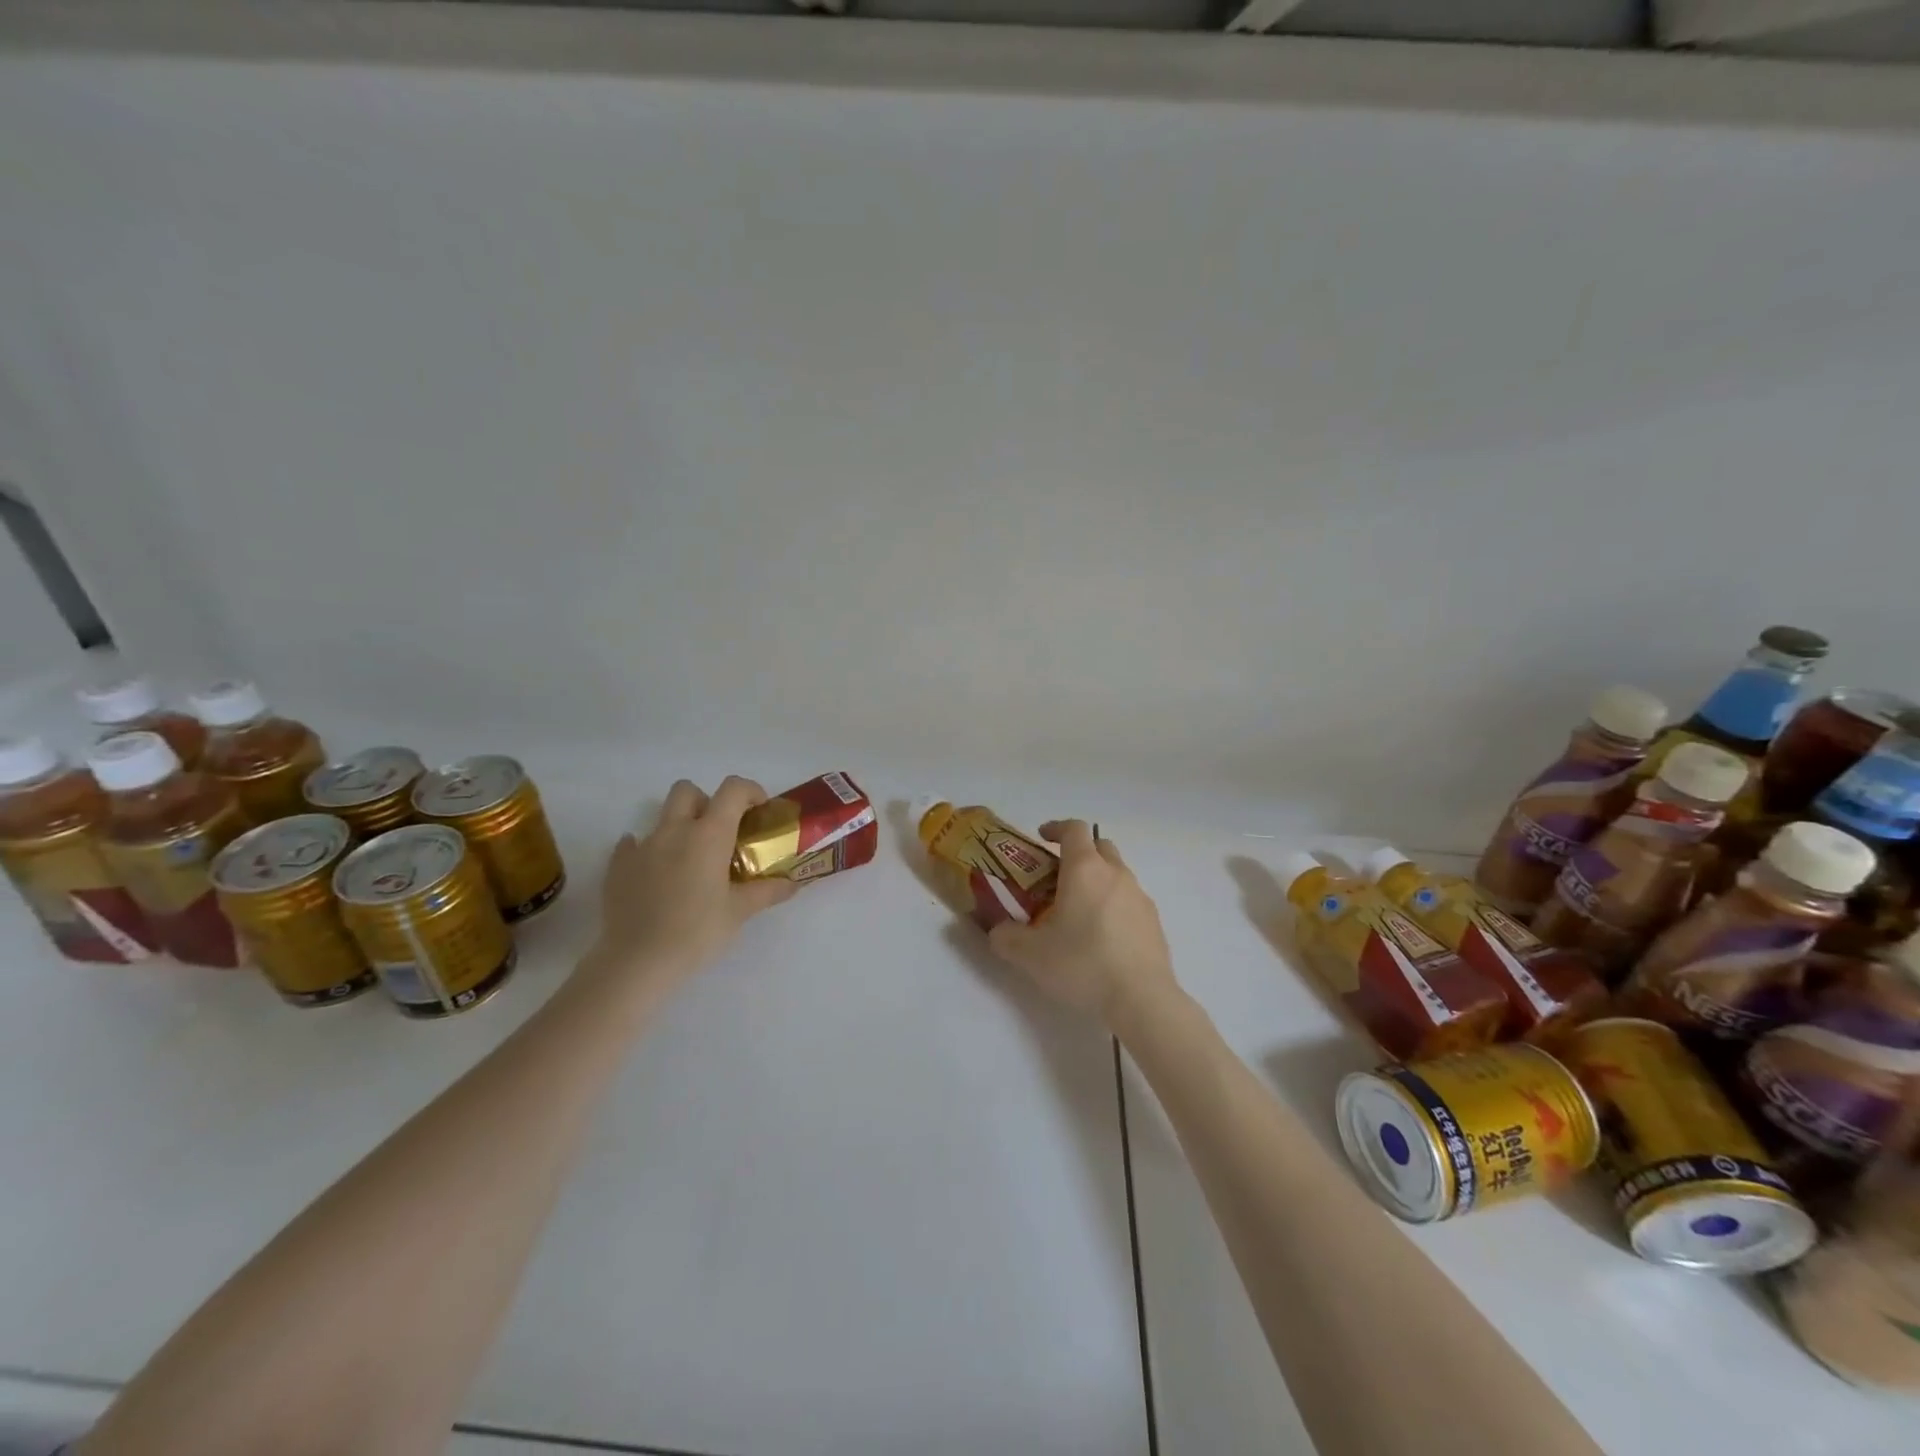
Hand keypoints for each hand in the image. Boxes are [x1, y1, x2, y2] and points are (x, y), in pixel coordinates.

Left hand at [587, 776, 797, 983]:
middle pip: (688, 791)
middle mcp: (674, 830)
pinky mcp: (618, 866)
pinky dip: (649, 850)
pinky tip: (657, 874)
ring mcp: (642, 846)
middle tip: (720, 833)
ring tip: (691, 860)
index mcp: (708, 834)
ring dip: (679, 826)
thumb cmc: (697, 932)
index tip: (759, 812)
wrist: (637, 962)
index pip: (732, 789)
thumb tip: (793, 883)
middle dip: (707, 802)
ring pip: (662, 816)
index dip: (750, 791)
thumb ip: (768, 891)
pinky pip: (633, 844)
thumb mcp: (739, 912)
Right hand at [985, 819, 1177, 1026]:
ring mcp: (1140, 897)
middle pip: (1099, 846)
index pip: (1074, 829)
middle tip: (1057, 878)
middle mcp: (1115, 874)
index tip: (1041, 838)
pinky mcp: (1154, 922)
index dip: (1056, 828)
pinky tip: (1102, 938)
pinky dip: (1113, 906)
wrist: (1141, 1000)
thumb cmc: (1082, 965)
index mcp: (1085, 869)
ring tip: (1077, 914)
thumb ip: (1006, 937)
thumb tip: (998, 931)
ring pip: (1116, 874)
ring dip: (1097, 882)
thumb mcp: (1030, 955)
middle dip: (1078, 853)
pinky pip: (1129, 901)